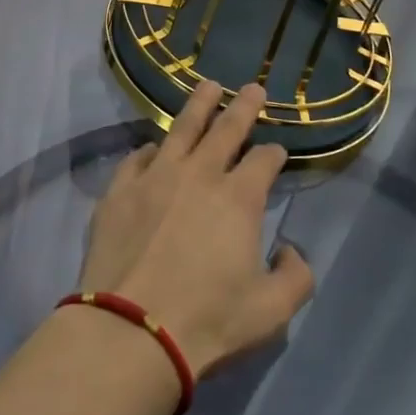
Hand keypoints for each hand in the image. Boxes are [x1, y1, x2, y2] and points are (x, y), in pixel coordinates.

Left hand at [80, 82, 313, 376]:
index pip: (263, 160)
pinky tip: (154, 146)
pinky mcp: (120, 189)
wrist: (132, 329)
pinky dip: (150, 148)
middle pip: (225, 129)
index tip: (277, 151)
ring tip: (208, 86)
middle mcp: (199, 174)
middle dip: (243, 106)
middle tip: (252, 88)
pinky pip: (137, 157)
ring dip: (198, 105)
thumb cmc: (208, 320)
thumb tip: (290, 249)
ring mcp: (155, 176)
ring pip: (181, 128)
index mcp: (238, 198)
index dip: (274, 153)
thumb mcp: (271, 311)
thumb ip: (295, 277)